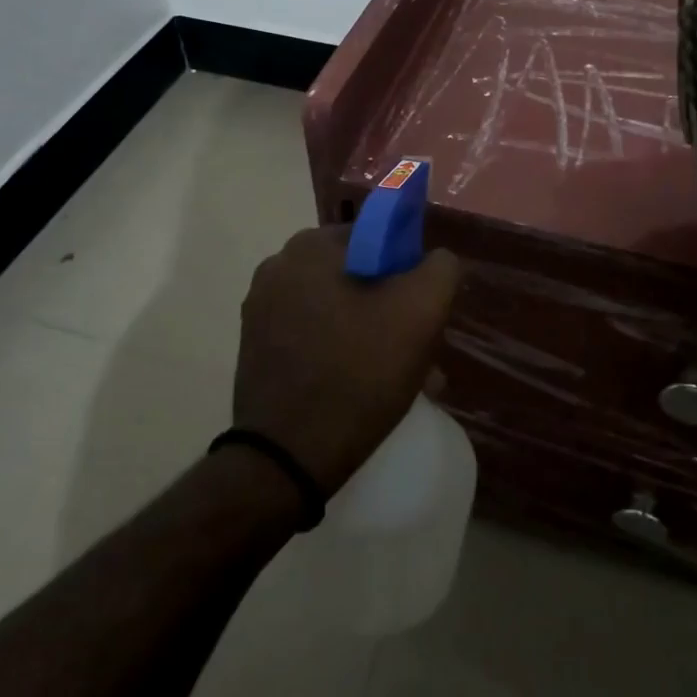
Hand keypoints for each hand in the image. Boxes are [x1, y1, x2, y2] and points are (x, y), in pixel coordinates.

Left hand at [234, 225, 461, 493]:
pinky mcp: (256, 349)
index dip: (408, 270)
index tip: (423, 311)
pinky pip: (314, 336)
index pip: (376, 238)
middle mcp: (277, 269)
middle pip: (357, 276)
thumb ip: (440, 269)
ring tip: (402, 378)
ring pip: (338, 310)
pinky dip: (342, 352)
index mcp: (309, 248)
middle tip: (418, 350)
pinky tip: (366, 388)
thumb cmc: (358, 374)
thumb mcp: (421, 312)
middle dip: (392, 308)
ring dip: (372, 334)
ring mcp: (260, 311)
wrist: (288, 459)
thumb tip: (434, 260)